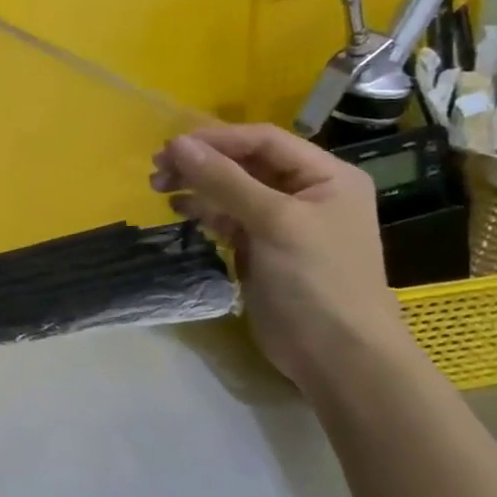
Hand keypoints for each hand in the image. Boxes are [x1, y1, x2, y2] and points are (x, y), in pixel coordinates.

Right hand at [152, 123, 414, 395]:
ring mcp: (283, 222)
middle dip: (201, 163)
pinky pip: (227, 217)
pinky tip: (179, 209)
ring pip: (231, 189)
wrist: (339, 357)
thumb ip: (224, 180)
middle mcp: (306, 192)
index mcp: (326, 176)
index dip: (216, 139)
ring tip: (160, 187)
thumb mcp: (274, 222)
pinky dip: (202, 210)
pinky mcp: (263, 248)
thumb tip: (176, 144)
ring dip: (196, 185)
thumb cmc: (318, 280)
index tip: (171, 147)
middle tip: (158, 168)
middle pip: (244, 163)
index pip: (263, 141)